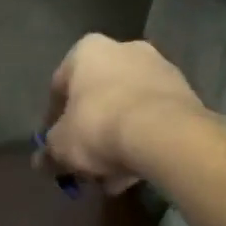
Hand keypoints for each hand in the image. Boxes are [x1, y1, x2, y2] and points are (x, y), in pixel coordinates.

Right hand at [39, 34, 206, 192]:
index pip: (60, 86)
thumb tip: (41, 161)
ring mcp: (159, 68)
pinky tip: (135, 171)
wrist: (165, 134)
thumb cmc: (99, 126)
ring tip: (112, 177)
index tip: (55, 144)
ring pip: (127, 109)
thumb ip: (49, 150)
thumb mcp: (61, 145)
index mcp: (87, 51)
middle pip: (97, 97)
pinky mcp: (185, 92)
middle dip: (90, 131)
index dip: (53, 119)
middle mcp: (124, 48)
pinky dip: (142, 141)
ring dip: (117, 140)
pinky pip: (153, 119)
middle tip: (85, 162)